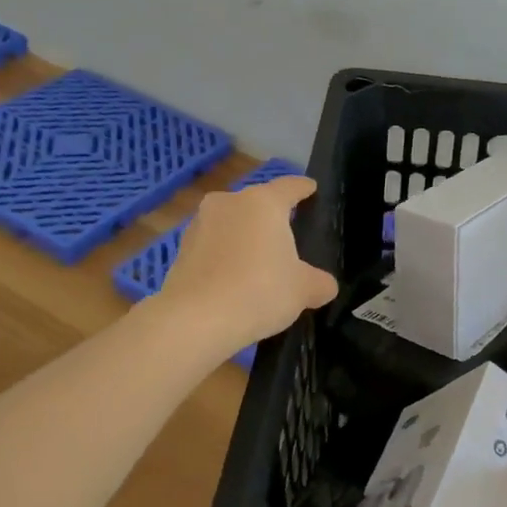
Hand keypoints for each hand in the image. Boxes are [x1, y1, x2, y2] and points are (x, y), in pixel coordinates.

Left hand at [156, 175, 338, 355]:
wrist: (194, 321)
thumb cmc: (259, 291)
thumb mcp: (303, 290)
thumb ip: (319, 283)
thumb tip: (325, 286)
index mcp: (264, 202)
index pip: (291, 186)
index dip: (304, 188)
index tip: (311, 189)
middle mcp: (230, 203)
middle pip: (258, 204)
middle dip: (272, 218)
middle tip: (288, 239)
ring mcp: (200, 224)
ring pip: (232, 224)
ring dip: (245, 238)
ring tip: (258, 264)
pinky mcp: (181, 250)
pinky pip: (213, 247)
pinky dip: (225, 257)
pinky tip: (233, 281)